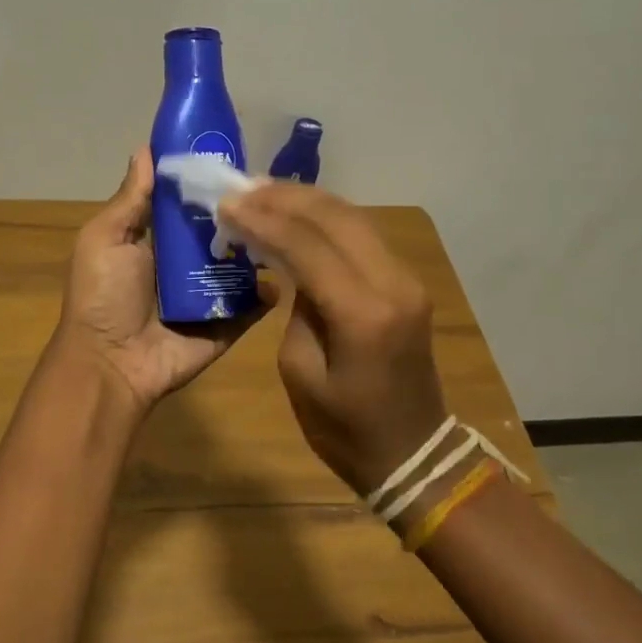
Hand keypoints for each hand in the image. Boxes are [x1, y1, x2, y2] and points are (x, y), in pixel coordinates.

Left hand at [52, 148, 270, 410]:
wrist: (111, 363)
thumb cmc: (102, 296)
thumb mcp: (105, 239)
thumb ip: (131, 199)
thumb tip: (145, 148)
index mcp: (157, 239)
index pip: (188, 203)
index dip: (206, 180)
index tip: (234, 152)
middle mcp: (186, 263)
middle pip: (221, 230)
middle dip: (243, 211)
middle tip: (273, 188)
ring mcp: (210, 294)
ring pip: (244, 263)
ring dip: (262, 246)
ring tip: (288, 224)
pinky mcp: (228, 324)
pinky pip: (254, 305)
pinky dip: (269, 292)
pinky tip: (284, 272)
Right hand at [219, 183, 448, 494]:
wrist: (413, 453)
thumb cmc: (346, 429)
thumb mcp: (301, 373)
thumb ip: (296, 310)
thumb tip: (292, 270)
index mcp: (363, 314)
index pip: (308, 246)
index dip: (264, 220)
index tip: (227, 205)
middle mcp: (393, 284)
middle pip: (337, 217)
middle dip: (286, 197)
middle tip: (243, 189)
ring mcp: (406, 280)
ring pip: (354, 218)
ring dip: (308, 201)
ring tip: (264, 192)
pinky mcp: (406, 283)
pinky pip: (363, 235)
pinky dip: (327, 219)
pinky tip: (298, 214)